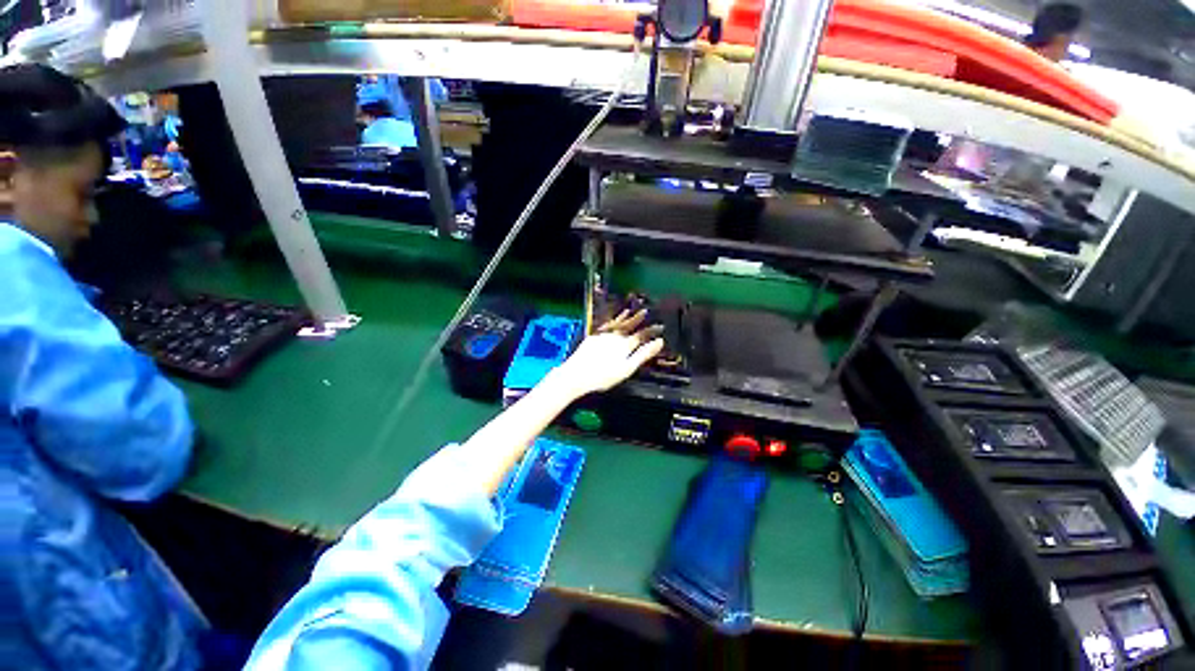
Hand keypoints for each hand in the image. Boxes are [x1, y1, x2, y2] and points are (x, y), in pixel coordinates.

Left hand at [552, 310, 663, 397]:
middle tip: (645, 311)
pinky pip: (604, 326)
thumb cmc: (604, 376)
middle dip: (637, 319)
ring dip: (623, 317)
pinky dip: (609, 322)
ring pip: (615, 324)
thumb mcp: (627, 368)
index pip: (642, 335)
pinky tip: (610, 321)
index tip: (660, 326)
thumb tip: (659, 342)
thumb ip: (643, 355)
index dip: (651, 331)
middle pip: (628, 326)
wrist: (576, 374)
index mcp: (625, 345)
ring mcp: (602, 336)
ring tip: (629, 311)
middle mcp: (615, 337)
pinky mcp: (592, 338)